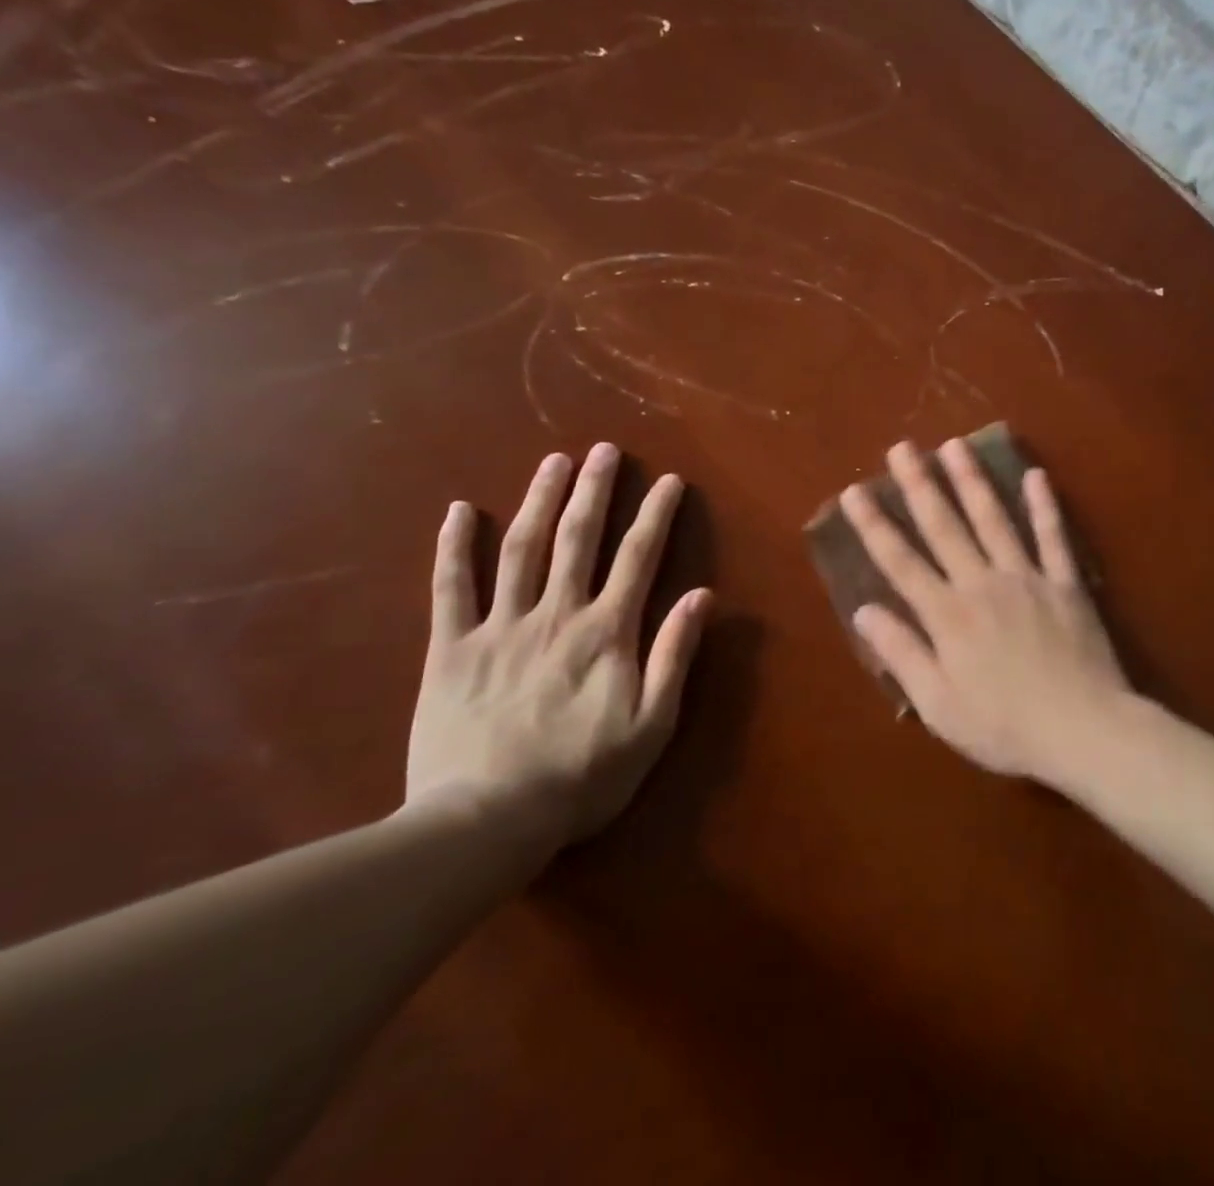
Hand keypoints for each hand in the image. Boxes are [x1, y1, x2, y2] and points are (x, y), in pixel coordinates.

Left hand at [406, 443, 710, 848]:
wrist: (485, 822)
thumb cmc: (582, 776)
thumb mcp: (652, 724)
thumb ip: (675, 655)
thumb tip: (702, 596)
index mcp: (606, 632)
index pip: (638, 559)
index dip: (655, 516)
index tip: (668, 481)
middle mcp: (556, 615)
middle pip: (577, 540)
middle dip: (593, 490)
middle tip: (603, 450)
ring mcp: (499, 627)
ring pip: (520, 550)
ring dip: (538, 500)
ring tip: (552, 461)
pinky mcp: (450, 649)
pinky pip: (450, 588)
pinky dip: (454, 546)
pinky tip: (459, 510)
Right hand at [840, 440, 1130, 780]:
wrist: (1083, 729)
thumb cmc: (1004, 726)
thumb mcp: (938, 705)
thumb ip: (902, 653)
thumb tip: (864, 611)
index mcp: (947, 614)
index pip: (901, 561)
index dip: (875, 525)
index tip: (855, 490)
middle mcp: (982, 583)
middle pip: (944, 526)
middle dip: (919, 485)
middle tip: (902, 447)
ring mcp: (1027, 577)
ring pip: (993, 519)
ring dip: (972, 480)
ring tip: (955, 445)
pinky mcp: (1065, 583)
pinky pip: (1053, 537)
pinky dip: (1045, 505)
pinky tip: (1035, 475)